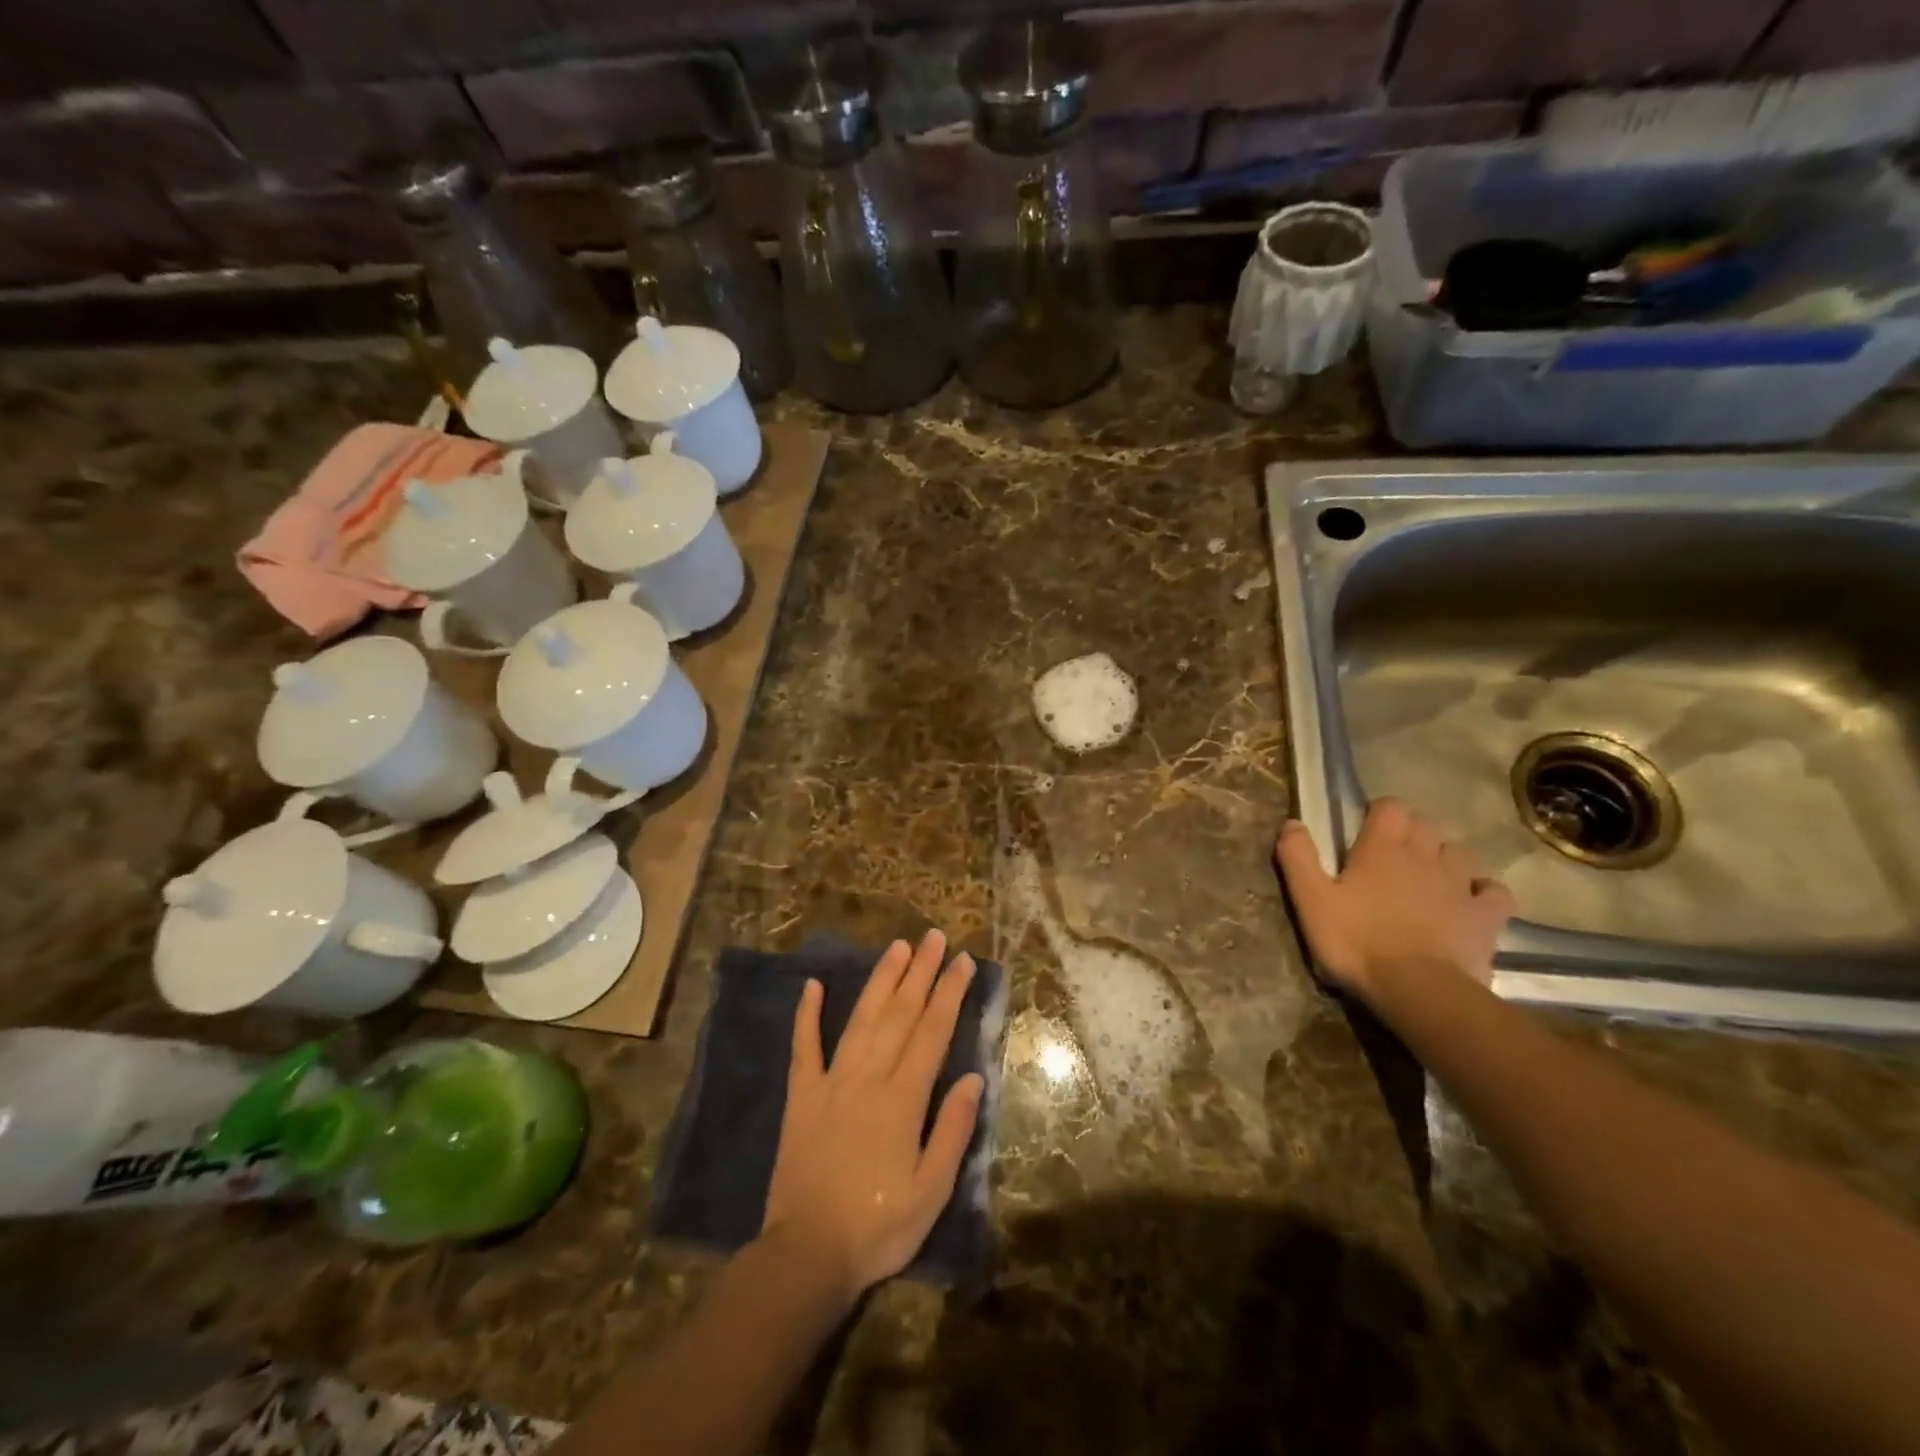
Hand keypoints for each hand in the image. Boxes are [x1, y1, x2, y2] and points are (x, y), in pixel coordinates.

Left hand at [762, 930, 983, 1304]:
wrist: (807, 1253)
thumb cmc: (878, 1226)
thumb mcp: (931, 1191)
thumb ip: (952, 1130)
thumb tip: (972, 1078)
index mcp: (903, 1098)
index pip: (933, 1032)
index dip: (949, 993)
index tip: (963, 961)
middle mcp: (869, 1077)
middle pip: (900, 1013)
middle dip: (920, 971)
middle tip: (934, 937)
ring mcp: (831, 1081)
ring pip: (861, 1018)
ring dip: (880, 980)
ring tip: (896, 947)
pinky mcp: (803, 1096)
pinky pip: (804, 1046)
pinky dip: (808, 1014)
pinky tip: (814, 985)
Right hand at [1275, 799, 1514, 1005]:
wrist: (1418, 990)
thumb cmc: (1357, 941)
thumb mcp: (1310, 900)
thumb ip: (1298, 857)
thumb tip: (1292, 823)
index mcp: (1383, 848)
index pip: (1390, 806)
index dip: (1379, 812)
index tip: (1364, 829)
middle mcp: (1425, 856)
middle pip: (1426, 824)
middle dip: (1412, 831)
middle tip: (1391, 854)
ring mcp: (1461, 885)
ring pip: (1460, 852)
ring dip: (1445, 857)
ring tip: (1429, 875)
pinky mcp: (1486, 916)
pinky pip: (1494, 891)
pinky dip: (1483, 890)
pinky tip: (1470, 901)